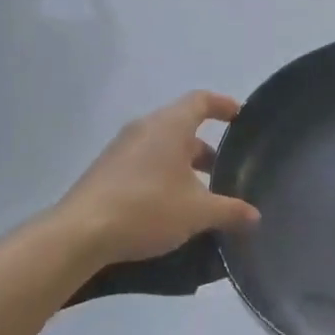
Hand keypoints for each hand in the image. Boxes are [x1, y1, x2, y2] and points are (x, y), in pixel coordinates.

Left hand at [53, 91, 259, 268]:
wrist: (80, 234)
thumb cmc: (147, 208)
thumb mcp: (197, 212)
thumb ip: (230, 211)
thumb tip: (255, 216)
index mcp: (169, 125)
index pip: (201, 100)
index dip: (223, 105)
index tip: (240, 117)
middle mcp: (144, 128)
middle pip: (182, 126)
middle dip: (206, 147)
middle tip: (225, 170)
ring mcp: (121, 149)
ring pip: (162, 146)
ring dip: (184, 164)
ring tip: (201, 194)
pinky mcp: (106, 171)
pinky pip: (144, 163)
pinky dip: (163, 175)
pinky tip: (170, 206)